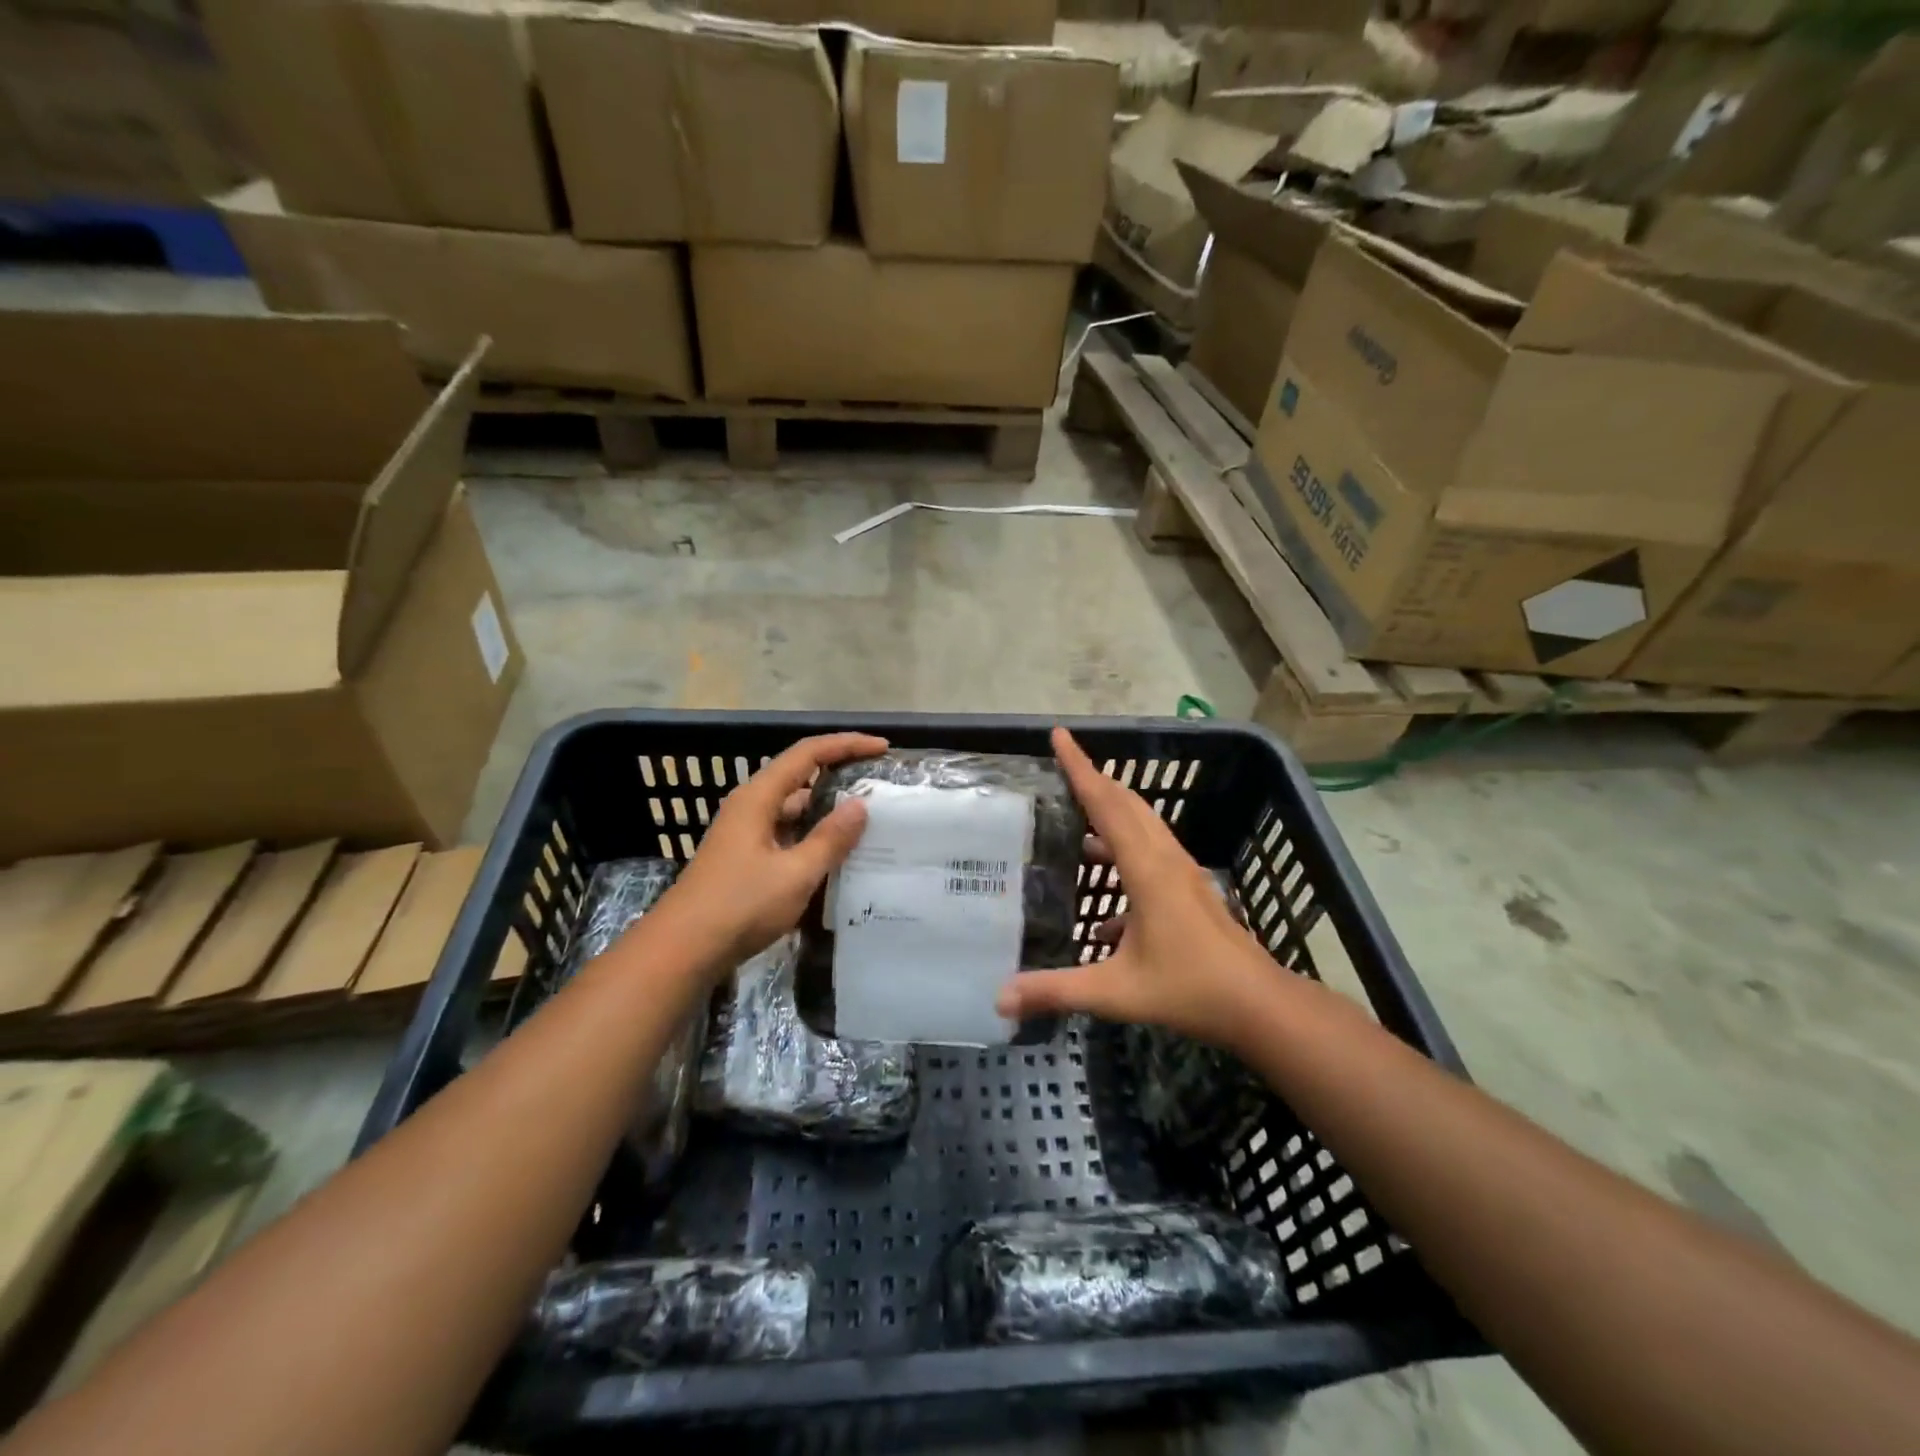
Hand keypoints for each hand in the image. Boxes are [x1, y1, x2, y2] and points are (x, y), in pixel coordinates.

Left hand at [661, 732, 886, 970]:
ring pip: (794, 810)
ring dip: (827, 811)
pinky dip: (813, 837)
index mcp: (758, 798)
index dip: (846, 744)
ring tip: (867, 821)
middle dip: (840, 776)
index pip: (808, 753)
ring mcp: (745, 833)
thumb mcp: (795, 874)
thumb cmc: (739, 906)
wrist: (682, 951)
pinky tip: (836, 855)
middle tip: (879, 786)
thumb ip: (830, 838)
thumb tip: (860, 805)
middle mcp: (750, 806)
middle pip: (800, 777)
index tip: (881, 748)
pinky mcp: (745, 858)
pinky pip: (787, 834)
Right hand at [996, 727, 1276, 1051]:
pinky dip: (1124, 855)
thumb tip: (1000, 999)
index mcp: (1146, 868)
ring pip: (1143, 826)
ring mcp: (1183, 873)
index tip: (1060, 735)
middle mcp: (1165, 859)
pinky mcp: (1191, 891)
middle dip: (1094, 780)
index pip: (1106, 803)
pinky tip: (1105, 911)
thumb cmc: (1189, 989)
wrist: (1258, 1005)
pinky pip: (1152, 854)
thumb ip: (1056, 991)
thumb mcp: (1115, 991)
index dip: (1080, 767)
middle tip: (1062, 767)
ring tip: (1077, 819)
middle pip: (1127, 804)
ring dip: (1111, 813)